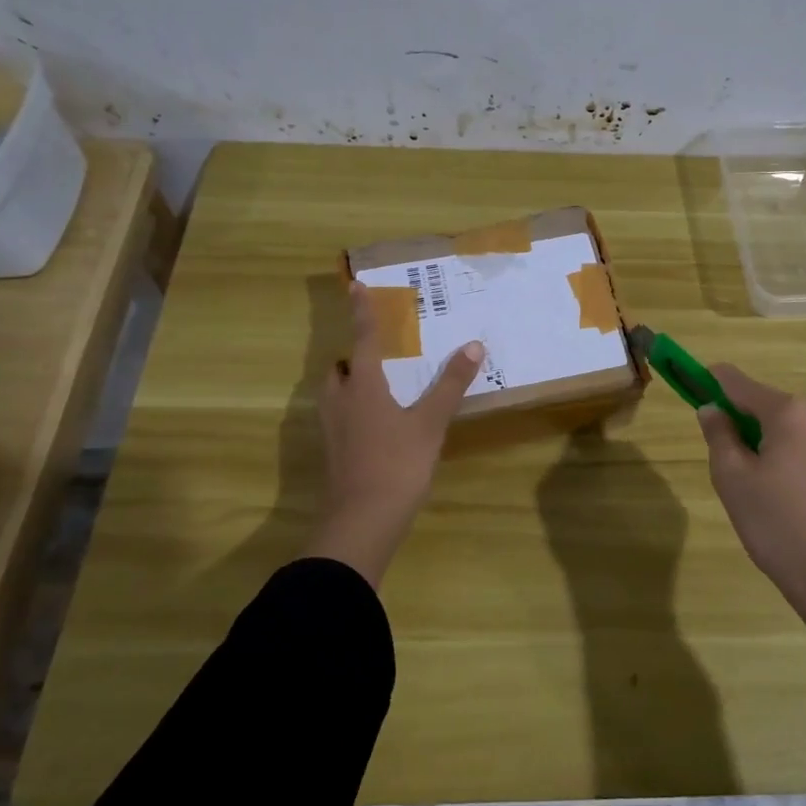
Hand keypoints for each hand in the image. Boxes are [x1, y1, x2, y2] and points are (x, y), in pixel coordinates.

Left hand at [308, 282, 484, 585]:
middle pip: (340, 368)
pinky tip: (377, 425)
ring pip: (336, 393)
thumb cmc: (398, 464)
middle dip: (355, 356)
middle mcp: (340, 400)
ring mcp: (332, 429)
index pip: (363, 338)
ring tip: (381, 387)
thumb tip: (473, 345)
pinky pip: (339, 416)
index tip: (355, 285)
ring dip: (351, 383)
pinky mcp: (333, 452)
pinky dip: (354, 409)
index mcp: (363, 386)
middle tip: (382, 355)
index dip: (362, 312)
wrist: (362, 520)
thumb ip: (451, 384)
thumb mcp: (431, 422)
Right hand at [698, 365, 805, 727]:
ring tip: (757, 493)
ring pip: (786, 427)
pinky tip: (783, 500)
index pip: (738, 382)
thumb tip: (712, 409)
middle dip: (740, 424)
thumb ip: (718, 435)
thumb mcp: (734, 481)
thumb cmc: (781, 528)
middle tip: (728, 469)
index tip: (688, 389)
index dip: (709, 382)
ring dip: (763, 443)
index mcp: (791, 411)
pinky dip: (786, 458)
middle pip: (765, 404)